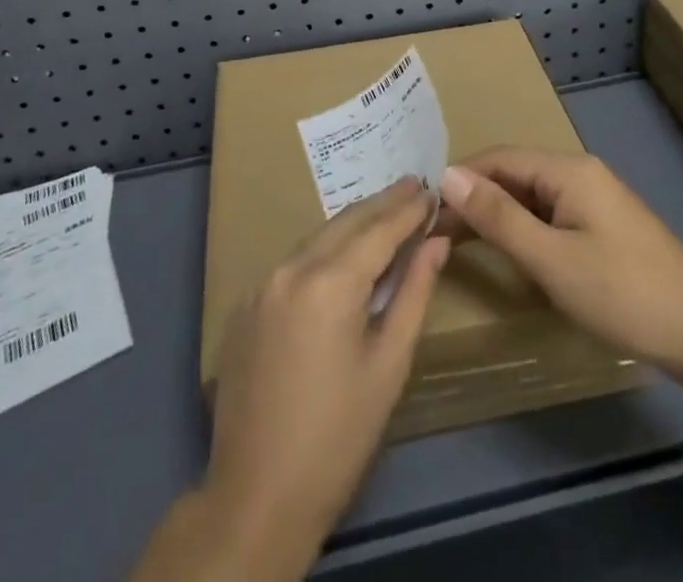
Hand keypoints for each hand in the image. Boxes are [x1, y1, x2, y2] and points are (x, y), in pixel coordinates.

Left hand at [199, 180, 448, 573]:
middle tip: (412, 186)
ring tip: (384, 213)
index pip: (378, 229)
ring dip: (352, 224)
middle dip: (381, 204)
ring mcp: (262, 284)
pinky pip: (293, 263)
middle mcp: (291, 269)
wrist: (256, 496)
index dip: (407, 209)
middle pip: (344, 222)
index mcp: (329, 283)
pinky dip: (323, 251)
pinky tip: (341, 256)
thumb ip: (413, 294)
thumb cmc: (338, 436)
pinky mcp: (246, 304)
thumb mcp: (389, 365)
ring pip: (316, 238)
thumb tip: (436, 242)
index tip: (431, 190)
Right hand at [438, 147, 682, 379]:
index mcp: (567, 170)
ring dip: (497, 214)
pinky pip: (550, 214)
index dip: (460, 178)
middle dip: (475, 197)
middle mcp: (579, 173)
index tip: (424, 206)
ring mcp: (594, 199)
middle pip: (514, 174)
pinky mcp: (603, 225)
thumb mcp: (551, 259)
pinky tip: (508, 250)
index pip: (498, 158)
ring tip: (459, 240)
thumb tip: (447, 176)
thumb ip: (498, 217)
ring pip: (531, 196)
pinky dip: (523, 228)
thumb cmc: (622, 293)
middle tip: (436, 229)